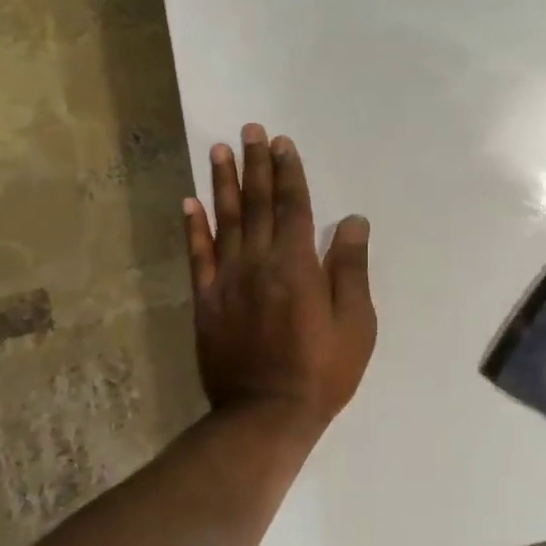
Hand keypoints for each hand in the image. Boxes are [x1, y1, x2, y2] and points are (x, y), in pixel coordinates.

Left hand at [184, 125, 376, 432]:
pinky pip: (197, 256)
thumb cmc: (322, 371)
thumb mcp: (355, 323)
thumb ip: (350, 268)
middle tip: (250, 130)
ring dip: (224, 183)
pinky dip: (194, 227)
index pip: (292, 207)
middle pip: (257, 205)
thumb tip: (352, 221)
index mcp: (297, 265)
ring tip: (220, 150)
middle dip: (256, 165)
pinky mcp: (206, 302)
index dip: (288, 173)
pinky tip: (190, 202)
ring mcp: (227, 281)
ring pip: (225, 221)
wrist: (266, 415)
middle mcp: (258, 263)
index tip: (282, 143)